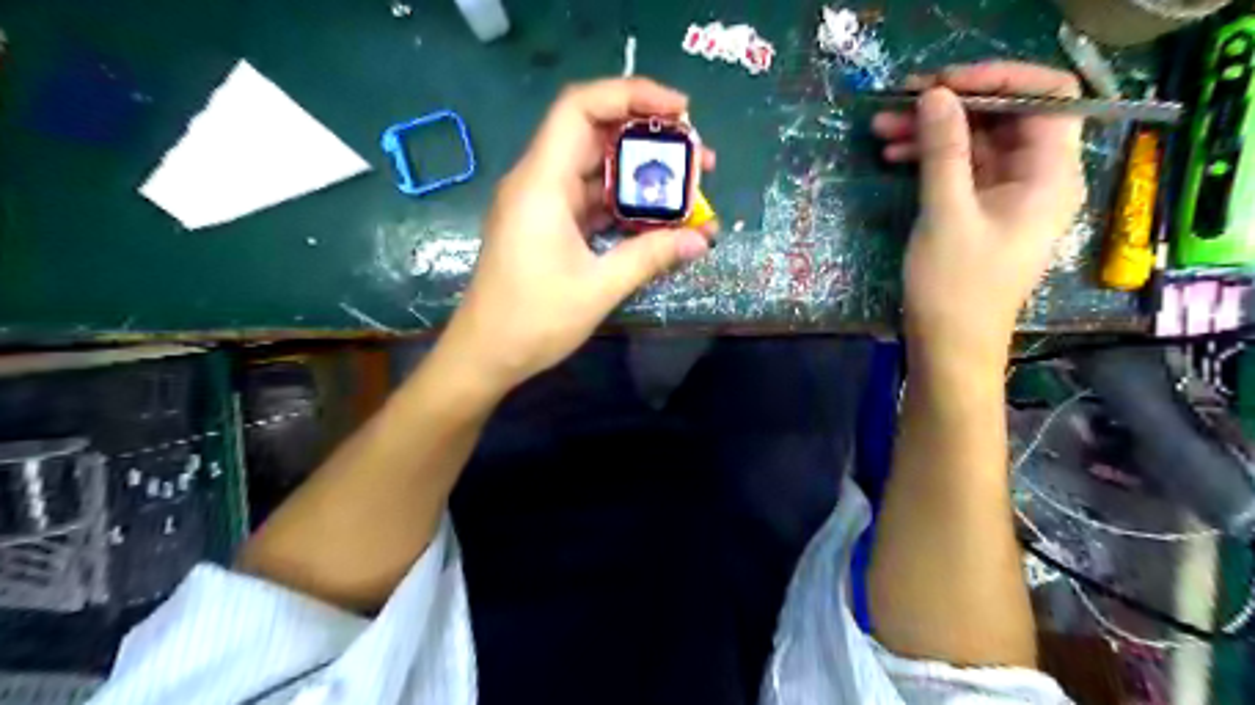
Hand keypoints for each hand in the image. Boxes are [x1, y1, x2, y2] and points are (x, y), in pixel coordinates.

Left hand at [441, 79, 716, 393]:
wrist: (485, 354)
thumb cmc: (533, 320)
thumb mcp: (598, 288)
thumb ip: (650, 257)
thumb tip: (702, 240)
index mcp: (541, 183)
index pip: (581, 107)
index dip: (631, 94)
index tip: (681, 111)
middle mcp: (538, 181)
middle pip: (594, 133)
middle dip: (648, 137)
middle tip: (697, 158)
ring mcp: (541, 204)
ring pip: (594, 169)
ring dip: (639, 174)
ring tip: (687, 188)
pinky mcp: (546, 225)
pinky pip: (589, 199)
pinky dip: (622, 202)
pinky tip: (655, 218)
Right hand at [874, 61, 1088, 362]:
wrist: (950, 347)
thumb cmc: (956, 286)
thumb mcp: (945, 214)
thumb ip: (943, 150)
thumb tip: (934, 95)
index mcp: (1051, 173)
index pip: (1046, 96)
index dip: (997, 78)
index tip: (941, 84)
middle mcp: (1038, 177)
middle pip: (1005, 117)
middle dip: (952, 105)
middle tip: (899, 101)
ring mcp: (1008, 195)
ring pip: (976, 142)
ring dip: (932, 131)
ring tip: (882, 127)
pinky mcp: (981, 211)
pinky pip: (961, 169)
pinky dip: (930, 158)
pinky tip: (893, 156)